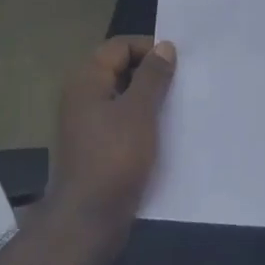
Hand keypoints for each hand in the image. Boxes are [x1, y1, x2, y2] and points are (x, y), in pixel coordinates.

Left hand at [45, 36, 176, 260]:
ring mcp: (87, 123)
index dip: (148, 49)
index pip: (119, 46)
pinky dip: (142, 121)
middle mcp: (82, 96)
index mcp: (86, 80)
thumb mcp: (139, 111)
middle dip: (151, 74)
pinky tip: (165, 133)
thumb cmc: (115, 157)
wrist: (90, 218)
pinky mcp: (96, 147)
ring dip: (149, 99)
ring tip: (178, 108)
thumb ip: (153, 76)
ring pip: (123, 97)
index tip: (178, 65)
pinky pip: (122, 121)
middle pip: (119, 69)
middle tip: (182, 85)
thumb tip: (164, 46)